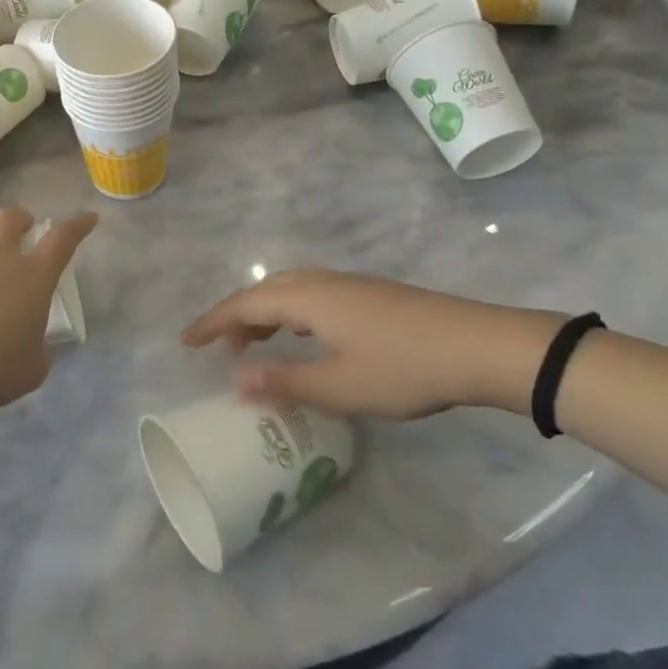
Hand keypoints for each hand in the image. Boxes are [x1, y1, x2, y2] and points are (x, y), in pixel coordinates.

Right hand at [181, 269, 562, 419]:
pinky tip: (305, 336)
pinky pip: (311, 296)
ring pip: (290, 291)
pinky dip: (290, 313)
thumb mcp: (341, 386)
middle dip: (236, 316)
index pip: (244, 304)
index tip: (185, 341)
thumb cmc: (405, 368)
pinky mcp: (370, 295)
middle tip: (221, 349)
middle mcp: (322, 283)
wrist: (481, 346)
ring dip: (264, 314)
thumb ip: (285, 381)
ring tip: (256, 344)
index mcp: (307, 298)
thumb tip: (235, 379)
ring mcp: (349, 286)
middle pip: (264, 291)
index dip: (212, 323)